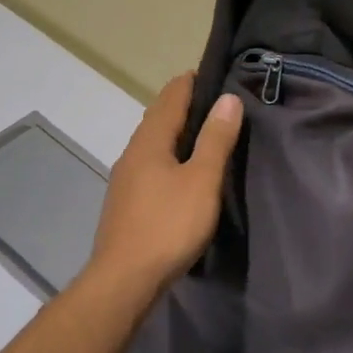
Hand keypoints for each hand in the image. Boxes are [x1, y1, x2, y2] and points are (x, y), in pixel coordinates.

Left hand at [83, 72, 243, 293]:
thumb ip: (215, 139)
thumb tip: (228, 98)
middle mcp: (132, 154)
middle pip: (158, 118)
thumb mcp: (202, 180)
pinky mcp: (127, 203)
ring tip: (204, 133)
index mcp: (150, 142)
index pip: (170, 97)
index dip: (190, 82)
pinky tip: (182, 172)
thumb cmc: (169, 225)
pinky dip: (169, 156)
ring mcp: (126, 180)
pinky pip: (151, 166)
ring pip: (153, 144)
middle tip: (216, 101)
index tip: (213, 72)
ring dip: (176, 132)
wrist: (124, 280)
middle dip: (184, 105)